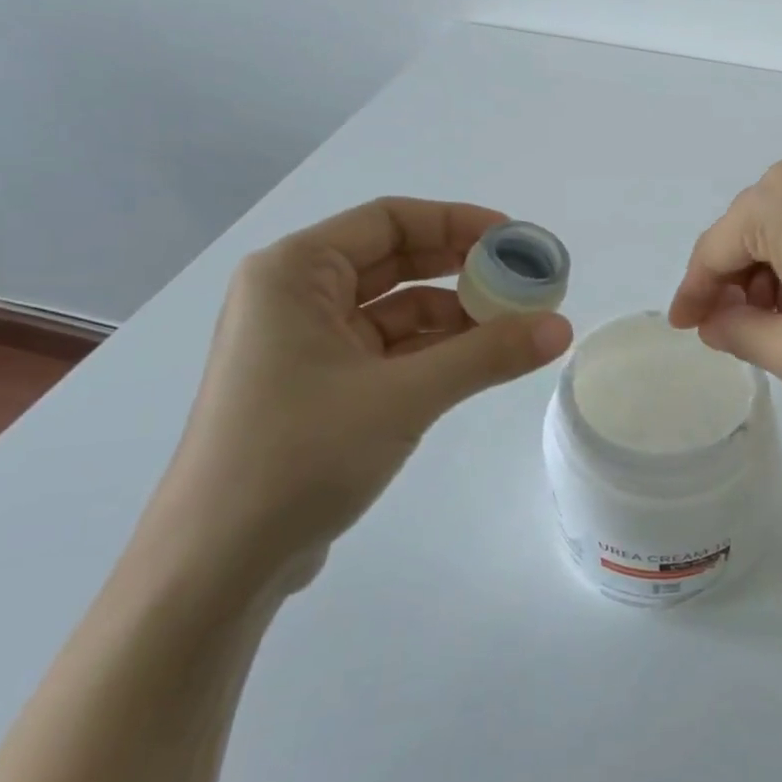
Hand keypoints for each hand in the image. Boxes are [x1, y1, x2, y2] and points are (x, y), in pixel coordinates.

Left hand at [141, 198, 572, 596]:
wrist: (219, 562)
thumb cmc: (300, 454)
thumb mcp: (404, 396)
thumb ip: (487, 355)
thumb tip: (563, 328)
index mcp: (294, 272)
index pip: (388, 220)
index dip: (457, 222)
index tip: (515, 239)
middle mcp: (294, 296)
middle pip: (393, 261)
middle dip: (461, 269)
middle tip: (523, 281)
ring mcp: (304, 345)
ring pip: (394, 310)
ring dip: (453, 316)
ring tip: (515, 327)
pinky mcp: (318, 387)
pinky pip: (387, 350)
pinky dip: (433, 352)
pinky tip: (479, 362)